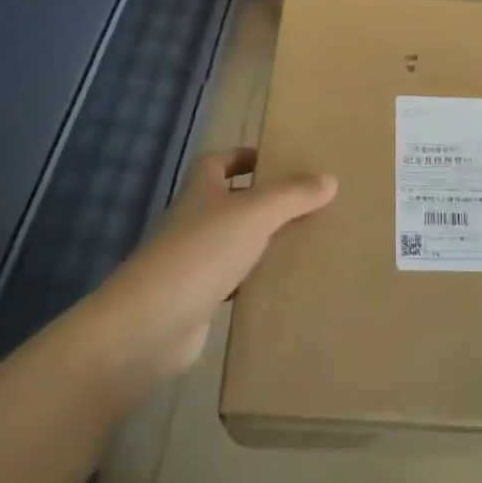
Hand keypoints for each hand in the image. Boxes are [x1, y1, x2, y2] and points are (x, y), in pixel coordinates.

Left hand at [93, 149, 336, 379]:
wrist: (151, 325)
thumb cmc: (202, 253)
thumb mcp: (255, 214)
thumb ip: (292, 195)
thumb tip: (330, 178)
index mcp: (201, 191)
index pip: (218, 162)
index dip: (243, 157)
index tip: (276, 161)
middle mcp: (193, 221)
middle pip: (228, 201)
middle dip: (262, 200)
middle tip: (304, 202)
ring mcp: (192, 262)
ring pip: (234, 242)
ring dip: (261, 241)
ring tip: (304, 241)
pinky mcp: (197, 300)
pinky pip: (233, 282)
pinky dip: (254, 280)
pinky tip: (282, 285)